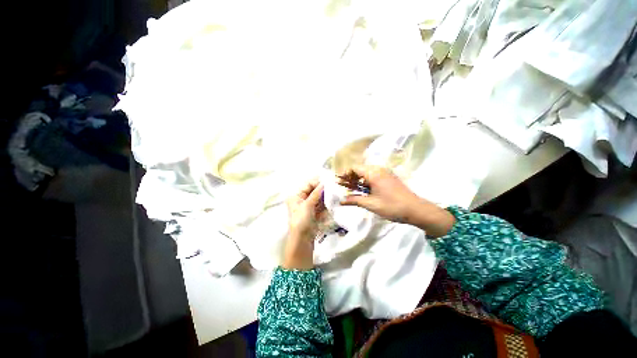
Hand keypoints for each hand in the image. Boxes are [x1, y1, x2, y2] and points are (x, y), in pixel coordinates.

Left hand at [283, 179, 324, 269]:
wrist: (302, 239)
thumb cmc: (301, 220)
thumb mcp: (307, 205)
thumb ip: (316, 193)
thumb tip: (323, 183)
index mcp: (296, 196)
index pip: (307, 185)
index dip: (317, 182)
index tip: (328, 180)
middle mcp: (301, 199)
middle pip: (313, 190)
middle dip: (322, 188)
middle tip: (333, 185)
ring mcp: (308, 205)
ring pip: (318, 196)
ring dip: (325, 194)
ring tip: (334, 191)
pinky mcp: (314, 211)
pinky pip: (321, 203)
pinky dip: (326, 201)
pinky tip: (332, 199)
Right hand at [338, 165, 454, 237]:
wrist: (416, 210)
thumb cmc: (392, 206)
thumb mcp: (371, 204)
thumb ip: (354, 200)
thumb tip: (341, 201)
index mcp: (373, 173)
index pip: (354, 168)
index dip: (345, 174)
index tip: (339, 182)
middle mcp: (379, 169)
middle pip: (360, 169)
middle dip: (351, 177)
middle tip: (344, 187)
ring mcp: (385, 173)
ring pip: (367, 172)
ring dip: (358, 180)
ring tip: (352, 190)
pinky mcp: (389, 178)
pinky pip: (374, 175)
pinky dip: (366, 181)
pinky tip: (364, 190)